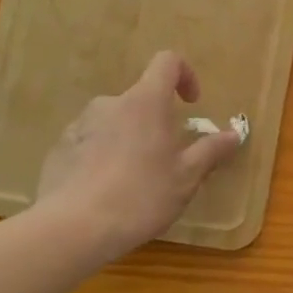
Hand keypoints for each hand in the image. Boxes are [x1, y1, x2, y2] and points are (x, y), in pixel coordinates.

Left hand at [31, 51, 242, 260]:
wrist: (71, 229)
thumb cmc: (140, 196)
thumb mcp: (186, 177)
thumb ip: (210, 151)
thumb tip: (233, 134)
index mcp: (145, 102)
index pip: (167, 62)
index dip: (185, 75)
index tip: (192, 104)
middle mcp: (110, 104)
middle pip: (141, 98)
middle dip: (157, 121)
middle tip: (167, 158)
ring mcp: (79, 125)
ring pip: (115, 122)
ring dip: (129, 139)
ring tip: (135, 179)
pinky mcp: (59, 149)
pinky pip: (90, 142)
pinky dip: (103, 156)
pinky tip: (106, 191)